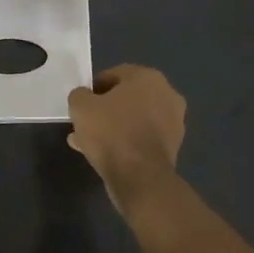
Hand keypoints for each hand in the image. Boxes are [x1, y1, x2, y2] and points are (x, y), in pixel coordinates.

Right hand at [67, 65, 186, 213]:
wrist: (140, 178)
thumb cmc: (111, 133)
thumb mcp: (81, 107)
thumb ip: (79, 95)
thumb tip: (84, 97)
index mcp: (148, 77)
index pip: (115, 74)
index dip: (93, 88)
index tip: (81, 104)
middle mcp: (167, 94)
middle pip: (126, 98)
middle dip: (104, 109)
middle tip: (85, 123)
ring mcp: (173, 122)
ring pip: (133, 119)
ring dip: (112, 127)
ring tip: (87, 142)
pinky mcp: (172, 146)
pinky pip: (141, 137)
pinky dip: (125, 142)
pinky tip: (103, 155)